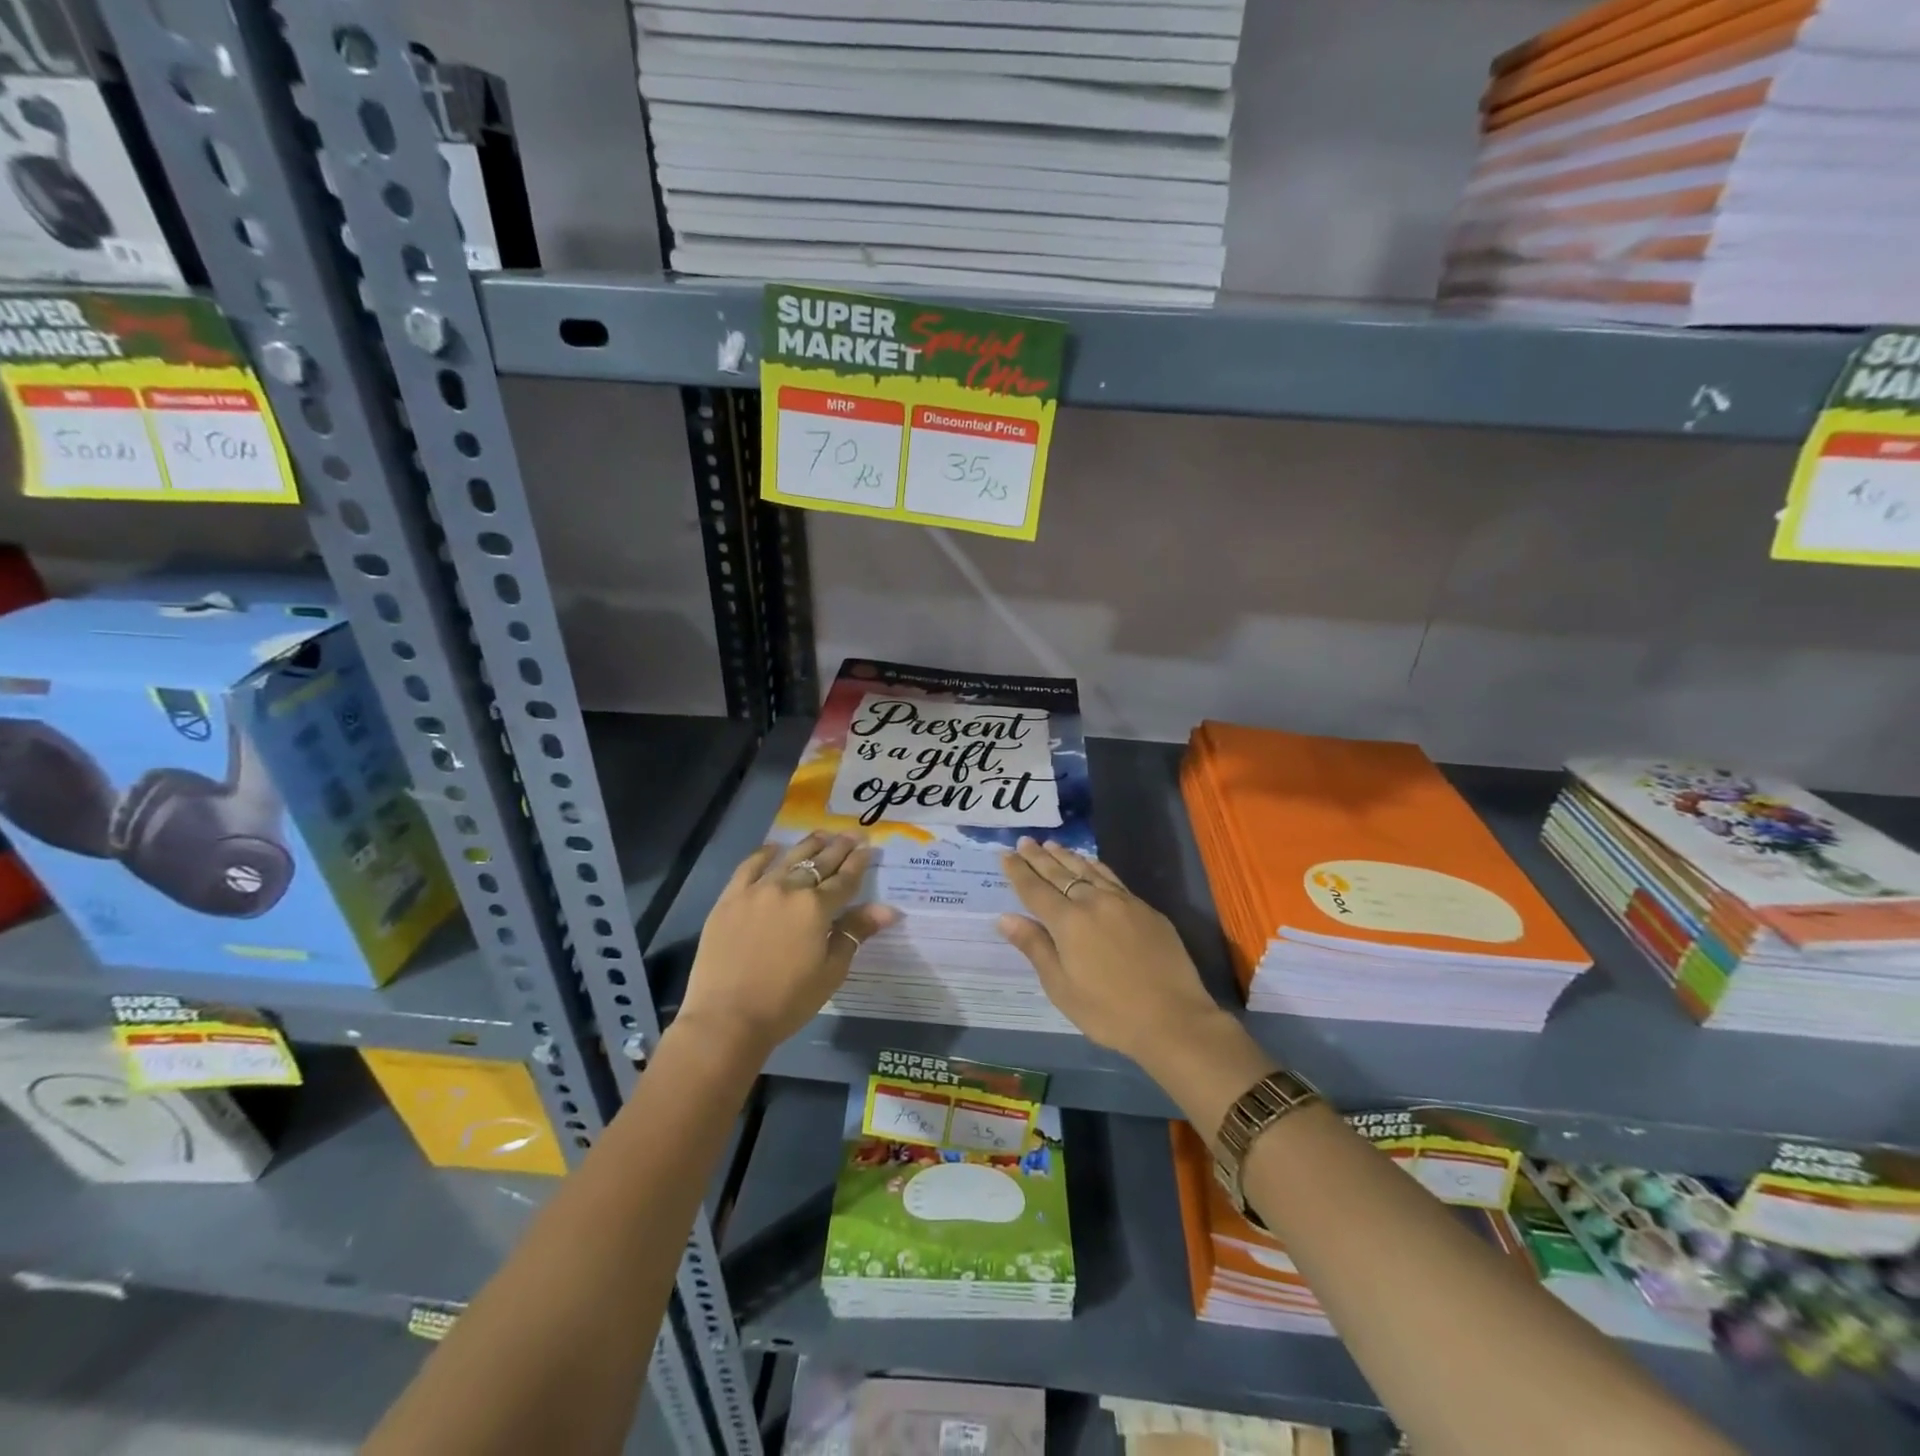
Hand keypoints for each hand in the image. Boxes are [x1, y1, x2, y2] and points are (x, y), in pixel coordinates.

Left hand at [678, 833, 897, 1055]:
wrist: (727, 1019)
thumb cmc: (787, 1000)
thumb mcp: (831, 970)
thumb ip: (856, 932)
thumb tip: (889, 910)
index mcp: (817, 907)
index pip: (845, 879)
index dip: (859, 863)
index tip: (868, 848)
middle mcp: (789, 889)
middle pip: (819, 863)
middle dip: (839, 848)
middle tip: (852, 834)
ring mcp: (756, 891)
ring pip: (788, 858)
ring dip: (808, 845)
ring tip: (822, 835)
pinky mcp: (730, 899)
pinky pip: (749, 867)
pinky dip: (764, 855)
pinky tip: (774, 848)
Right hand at [996, 837, 1222, 1063]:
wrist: (1174, 1019)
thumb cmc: (1108, 1011)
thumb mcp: (1061, 987)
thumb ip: (1035, 947)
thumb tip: (1006, 918)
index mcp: (1068, 922)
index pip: (1035, 889)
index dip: (1018, 871)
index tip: (1005, 854)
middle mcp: (1093, 902)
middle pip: (1060, 873)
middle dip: (1039, 857)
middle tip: (1024, 841)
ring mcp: (1123, 902)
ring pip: (1088, 870)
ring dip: (1067, 856)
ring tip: (1052, 845)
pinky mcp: (1146, 909)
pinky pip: (1112, 878)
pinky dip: (1095, 867)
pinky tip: (1091, 864)